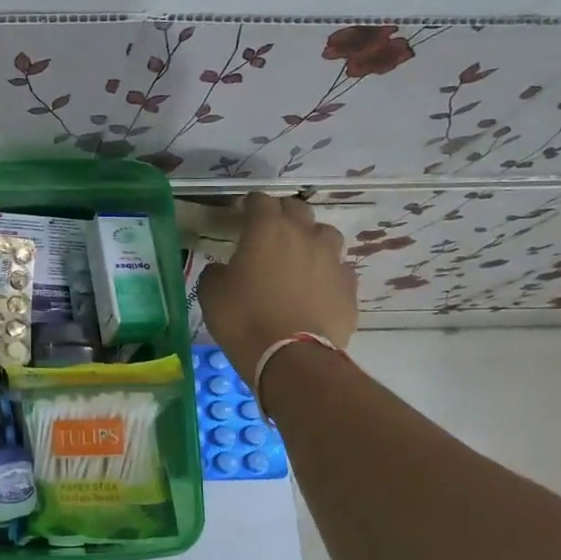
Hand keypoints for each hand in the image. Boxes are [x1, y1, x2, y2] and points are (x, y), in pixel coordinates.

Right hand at [197, 194, 357, 384]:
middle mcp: (304, 236)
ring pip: (326, 235)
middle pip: (297, 209)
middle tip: (269, 233)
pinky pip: (339, 270)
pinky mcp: (349, 288)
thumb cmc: (244, 319)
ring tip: (299, 258)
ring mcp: (332, 260)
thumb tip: (223, 269)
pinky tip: (316, 289)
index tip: (240, 216)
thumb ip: (217, 272)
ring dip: (311, 240)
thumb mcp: (211, 293)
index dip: (249, 205)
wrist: (291, 359)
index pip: (260, 200)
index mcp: (267, 230)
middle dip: (282, 215)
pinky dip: (327, 273)